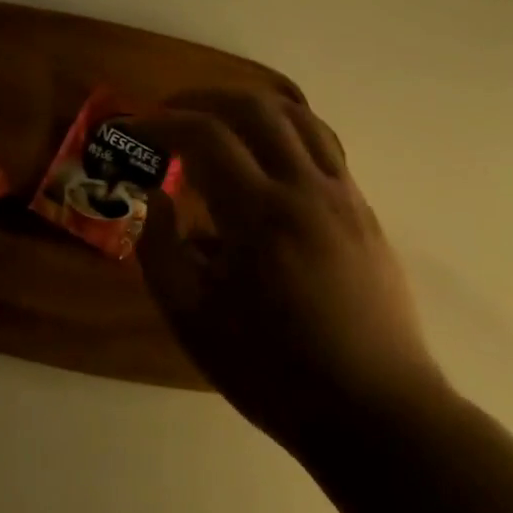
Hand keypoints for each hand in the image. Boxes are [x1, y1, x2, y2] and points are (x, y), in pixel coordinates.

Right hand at [127, 90, 446, 459]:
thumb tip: (157, 199)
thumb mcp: (191, 319)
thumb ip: (159, 250)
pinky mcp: (363, 211)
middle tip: (170, 114)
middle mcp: (305, 190)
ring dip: (247, 106)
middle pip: (255, 106)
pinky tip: (261, 158)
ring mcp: (343, 197)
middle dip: (203, 98)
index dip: (162, 124)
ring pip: (297, 116)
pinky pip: (323, 145)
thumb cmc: (274, 371)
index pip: (205, 135)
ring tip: (215, 123)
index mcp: (259, 216)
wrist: (377, 415)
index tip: (135, 132)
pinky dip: (283, 131)